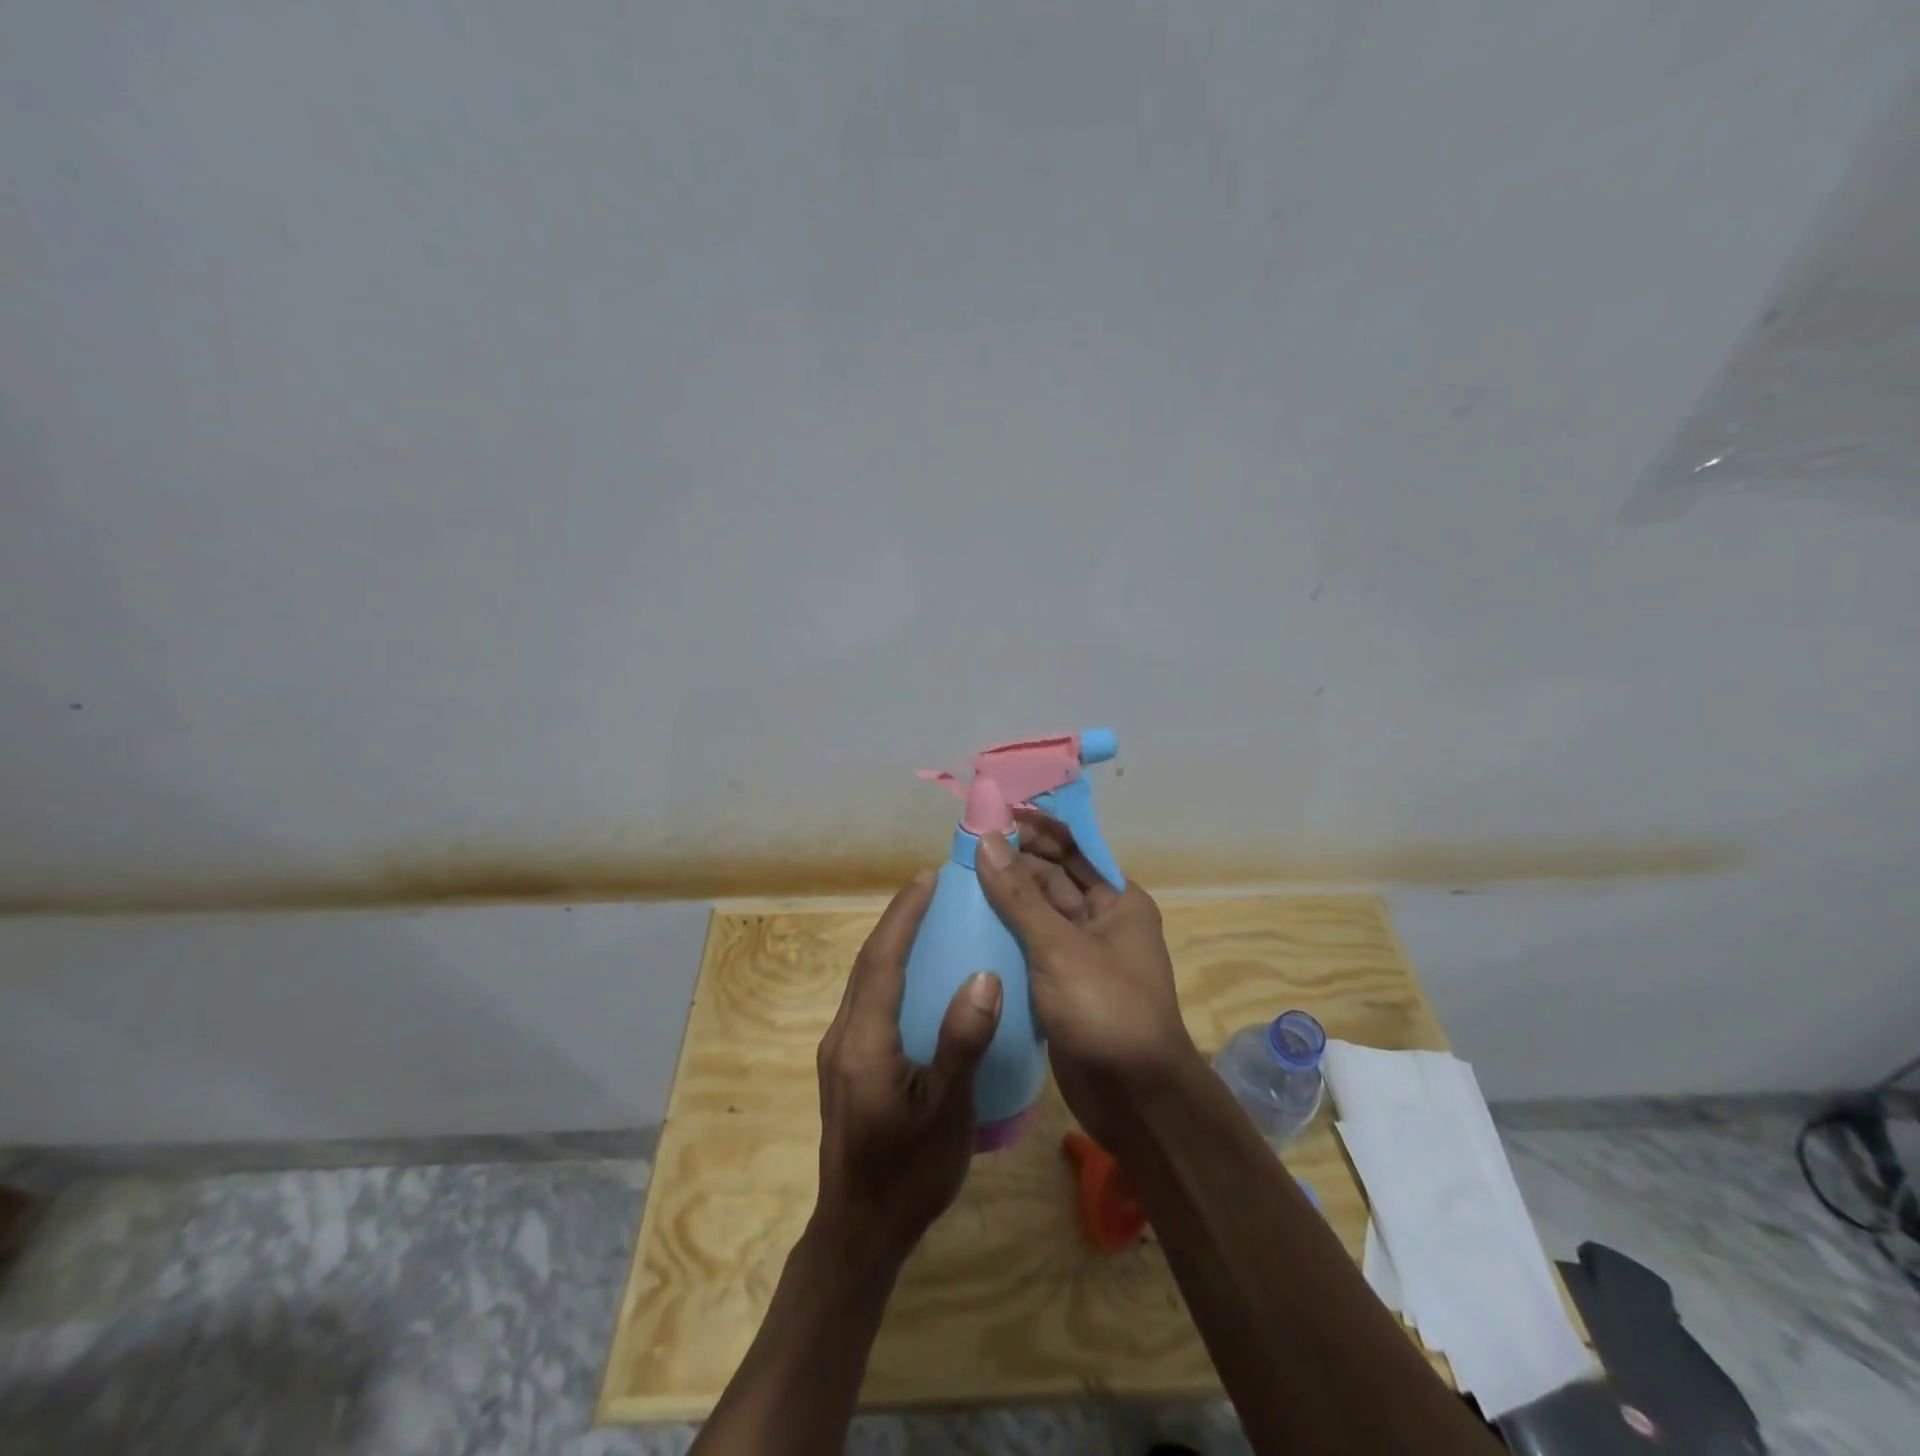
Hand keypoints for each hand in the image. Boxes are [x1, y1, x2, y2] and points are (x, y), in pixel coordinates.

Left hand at [813, 871, 1003, 1265]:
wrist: (859, 1233)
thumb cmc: (908, 1175)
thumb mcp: (946, 1112)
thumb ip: (962, 1043)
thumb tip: (984, 975)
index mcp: (863, 1041)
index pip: (881, 960)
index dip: (903, 916)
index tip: (926, 879)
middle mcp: (842, 1036)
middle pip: (867, 963)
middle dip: (896, 921)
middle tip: (931, 890)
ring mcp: (840, 1053)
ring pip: (863, 981)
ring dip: (890, 944)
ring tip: (926, 922)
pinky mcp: (846, 1067)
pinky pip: (867, 1001)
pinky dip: (889, 973)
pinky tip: (916, 979)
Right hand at [974, 812, 1199, 1147]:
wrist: (1134, 1099)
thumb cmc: (1106, 1009)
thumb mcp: (1059, 947)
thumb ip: (1019, 895)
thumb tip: (987, 840)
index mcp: (1117, 900)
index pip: (1074, 848)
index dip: (1038, 827)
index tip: (996, 811)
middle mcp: (1101, 921)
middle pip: (1053, 878)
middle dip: (1015, 860)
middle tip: (965, 845)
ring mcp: (1080, 955)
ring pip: (1038, 914)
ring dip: (1005, 897)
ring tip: (958, 878)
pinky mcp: (1060, 987)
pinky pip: (1030, 948)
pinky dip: (1005, 934)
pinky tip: (968, 924)